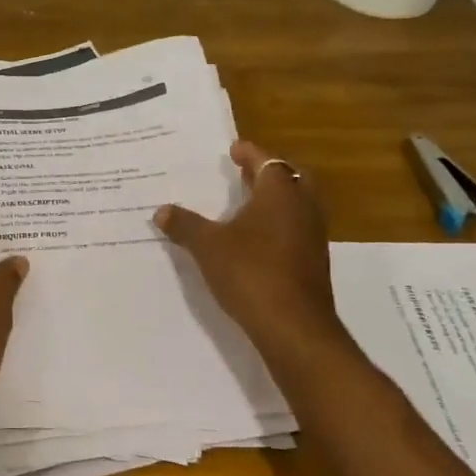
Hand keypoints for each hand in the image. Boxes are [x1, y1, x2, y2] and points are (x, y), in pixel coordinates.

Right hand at [154, 141, 346, 355]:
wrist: (294, 327)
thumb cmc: (250, 272)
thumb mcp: (207, 246)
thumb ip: (185, 225)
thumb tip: (162, 210)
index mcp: (279, 194)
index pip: (266, 161)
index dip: (249, 153)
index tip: (233, 148)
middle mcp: (303, 208)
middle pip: (291, 178)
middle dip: (269, 173)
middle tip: (245, 173)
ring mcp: (313, 236)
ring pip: (298, 205)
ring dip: (276, 200)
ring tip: (247, 203)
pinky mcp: (314, 262)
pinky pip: (297, 229)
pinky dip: (279, 224)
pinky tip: (256, 239)